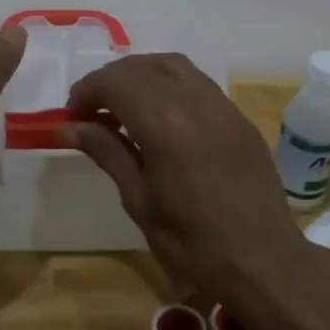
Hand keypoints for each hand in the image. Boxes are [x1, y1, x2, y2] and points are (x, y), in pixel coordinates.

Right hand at [63, 54, 301, 297]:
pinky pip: (199, 84)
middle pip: (142, 66)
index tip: (72, 117)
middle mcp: (195, 102)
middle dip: (110, 81)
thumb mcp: (139, 201)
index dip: (87, 92)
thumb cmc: (192, 244)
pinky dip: (170, 86)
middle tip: (92, 113)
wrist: (263, 264)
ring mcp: (223, 106)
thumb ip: (106, 152)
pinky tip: (162, 117)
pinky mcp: (240, 117)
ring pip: (173, 66)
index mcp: (166, 126)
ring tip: (124, 107)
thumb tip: (67, 127)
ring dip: (141, 75)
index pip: (115, 82)